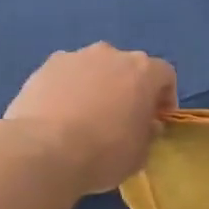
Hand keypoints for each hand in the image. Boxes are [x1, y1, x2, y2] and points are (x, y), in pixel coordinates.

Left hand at [0, 44, 176, 193]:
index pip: (165, 75)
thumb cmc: (104, 152)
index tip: (157, 119)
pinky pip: (65, 76)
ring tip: (86, 116)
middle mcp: (111, 54)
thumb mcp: (140, 153)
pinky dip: (68, 90)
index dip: (164, 97)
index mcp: (143, 71)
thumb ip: (148, 133)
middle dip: (129, 88)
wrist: (43, 150)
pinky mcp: (44, 67)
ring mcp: (74, 57)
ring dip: (97, 86)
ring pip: (94, 68)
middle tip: (123, 116)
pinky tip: (60, 116)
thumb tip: (146, 124)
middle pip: (128, 67)